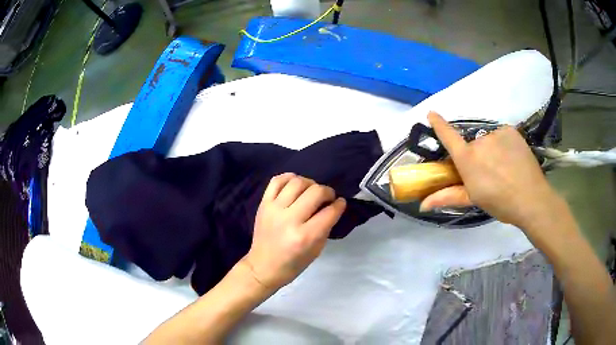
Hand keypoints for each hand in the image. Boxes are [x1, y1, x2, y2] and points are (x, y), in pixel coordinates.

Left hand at [242, 173, 346, 291]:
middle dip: (328, 192)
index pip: (329, 212)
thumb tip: (332, 207)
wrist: (263, 267)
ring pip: (297, 182)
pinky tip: (295, 184)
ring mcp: (274, 209)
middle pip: (315, 192)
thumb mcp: (316, 250)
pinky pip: (276, 181)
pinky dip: (289, 177)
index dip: (339, 205)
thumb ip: (325, 227)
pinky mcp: (263, 204)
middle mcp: (290, 220)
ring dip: (310, 183)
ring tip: (311, 191)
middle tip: (328, 197)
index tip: (340, 203)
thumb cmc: (293, 264)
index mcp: (305, 236)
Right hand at [420, 112, 563, 233]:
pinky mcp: (510, 130)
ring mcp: (496, 133)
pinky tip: (512, 158)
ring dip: (492, 151)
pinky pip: (501, 136)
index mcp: (467, 159)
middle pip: (472, 145)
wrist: (531, 198)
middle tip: (489, 174)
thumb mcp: (473, 200)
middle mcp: (479, 141)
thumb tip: (422, 205)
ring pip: (488, 141)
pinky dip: (504, 145)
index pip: (448, 136)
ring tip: (504, 168)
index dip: (439, 124)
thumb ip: (447, 197)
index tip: (431, 113)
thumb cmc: (500, 203)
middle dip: (476, 157)